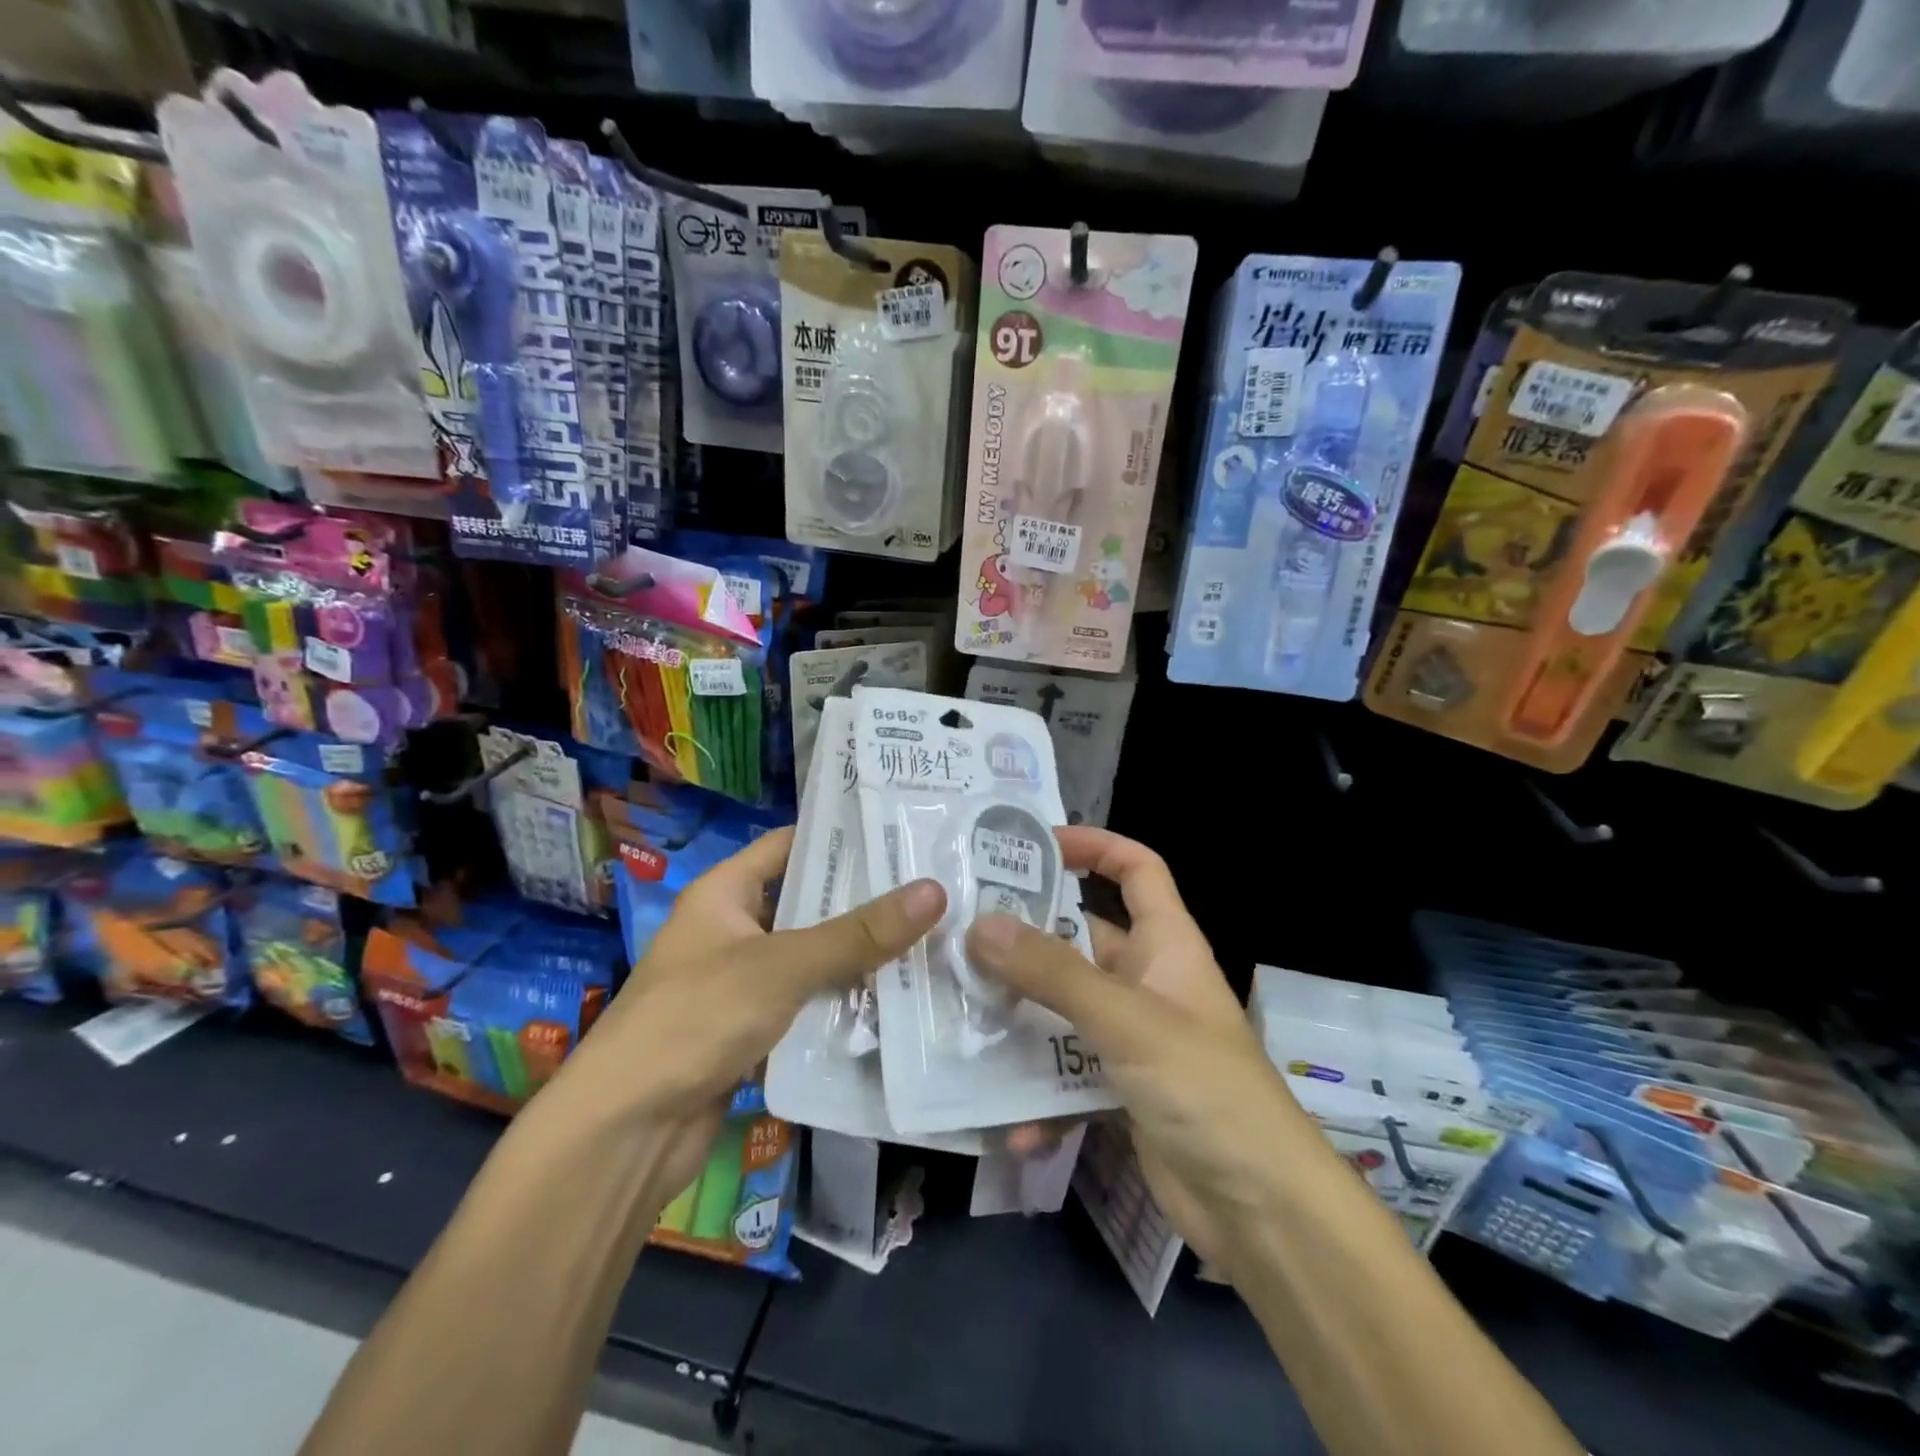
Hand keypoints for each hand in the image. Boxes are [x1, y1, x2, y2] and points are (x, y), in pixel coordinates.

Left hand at [550, 827, 945, 1194]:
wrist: (625, 1133)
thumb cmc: (695, 1020)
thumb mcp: (782, 966)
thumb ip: (858, 933)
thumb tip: (935, 891)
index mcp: (722, 893)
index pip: (787, 844)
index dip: (838, 836)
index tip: (899, 833)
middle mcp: (730, 929)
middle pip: (805, 901)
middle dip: (862, 900)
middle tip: (930, 887)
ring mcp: (739, 982)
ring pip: (810, 956)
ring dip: (857, 954)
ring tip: (927, 937)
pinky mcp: (750, 1030)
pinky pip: (805, 1002)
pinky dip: (841, 1000)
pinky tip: (893, 998)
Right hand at [966, 827, 1301, 1265]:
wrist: (1262, 1212)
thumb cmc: (1205, 1088)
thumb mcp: (1127, 1020)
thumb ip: (1053, 973)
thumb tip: (981, 924)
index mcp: (1167, 945)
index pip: (1138, 870)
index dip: (1096, 846)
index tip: (1035, 846)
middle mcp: (1147, 982)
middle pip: (1081, 940)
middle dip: (1027, 940)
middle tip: (963, 935)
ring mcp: (1131, 1039)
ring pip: (1063, 1010)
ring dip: (1020, 1020)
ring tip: (962, 1018)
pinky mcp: (1118, 1091)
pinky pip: (1066, 1076)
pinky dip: (1039, 1096)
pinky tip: (1010, 1125)